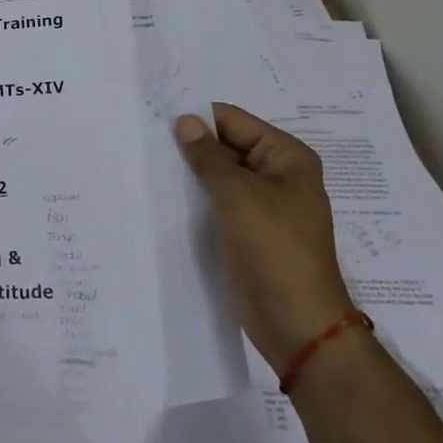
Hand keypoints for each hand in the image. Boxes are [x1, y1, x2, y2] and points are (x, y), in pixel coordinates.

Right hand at [176, 103, 355, 375]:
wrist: (297, 325)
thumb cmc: (274, 249)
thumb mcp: (237, 195)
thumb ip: (207, 155)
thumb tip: (185, 120)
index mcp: (286, 156)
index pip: (234, 121)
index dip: (198, 118)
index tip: (156, 116)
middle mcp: (278, 174)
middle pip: (228, 146)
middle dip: (192, 144)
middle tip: (145, 138)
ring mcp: (264, 205)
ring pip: (221, 176)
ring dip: (192, 172)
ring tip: (149, 162)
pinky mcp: (249, 231)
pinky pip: (219, 203)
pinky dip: (197, 198)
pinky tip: (165, 194)